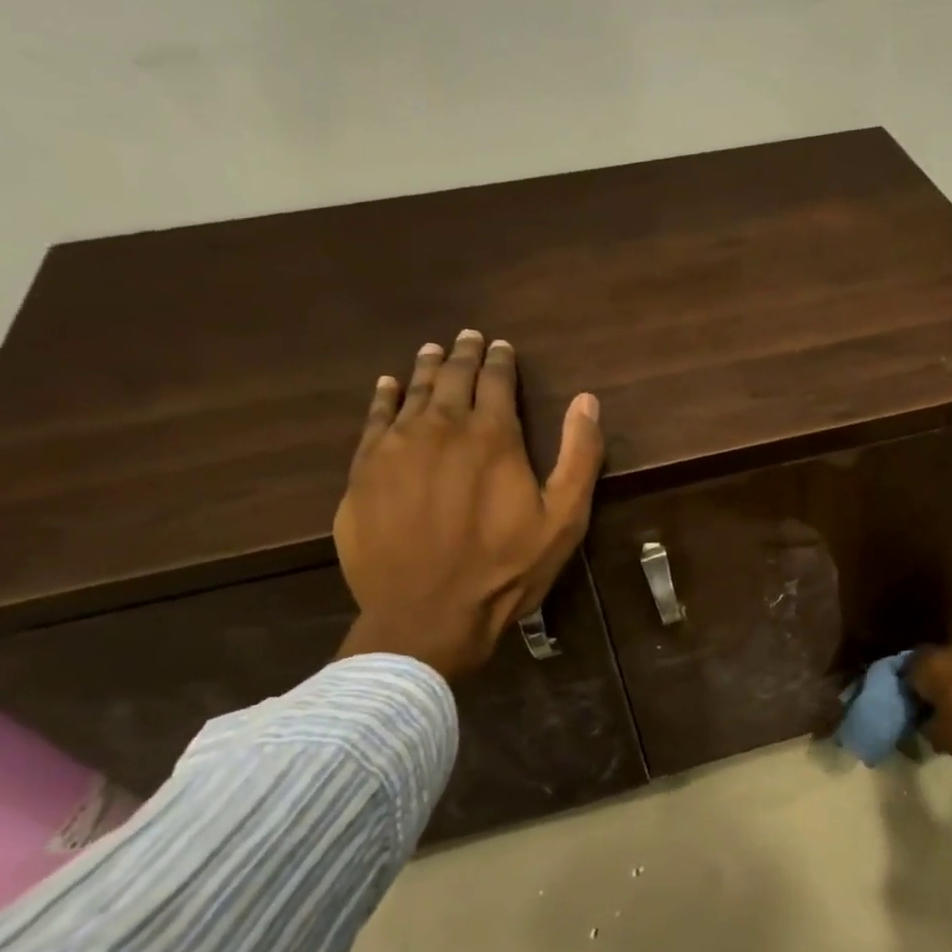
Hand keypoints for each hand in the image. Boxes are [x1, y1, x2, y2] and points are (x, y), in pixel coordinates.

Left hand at [334, 332, 603, 679]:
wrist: (427, 613)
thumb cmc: (505, 570)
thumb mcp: (563, 520)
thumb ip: (578, 457)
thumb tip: (587, 401)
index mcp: (493, 436)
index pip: (496, 381)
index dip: (500, 360)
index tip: (501, 346)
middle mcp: (441, 427)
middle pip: (451, 377)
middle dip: (463, 354)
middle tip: (467, 337)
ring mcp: (396, 447)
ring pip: (411, 392)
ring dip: (424, 368)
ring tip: (432, 350)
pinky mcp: (364, 471)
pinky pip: (373, 420)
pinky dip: (382, 397)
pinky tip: (386, 386)